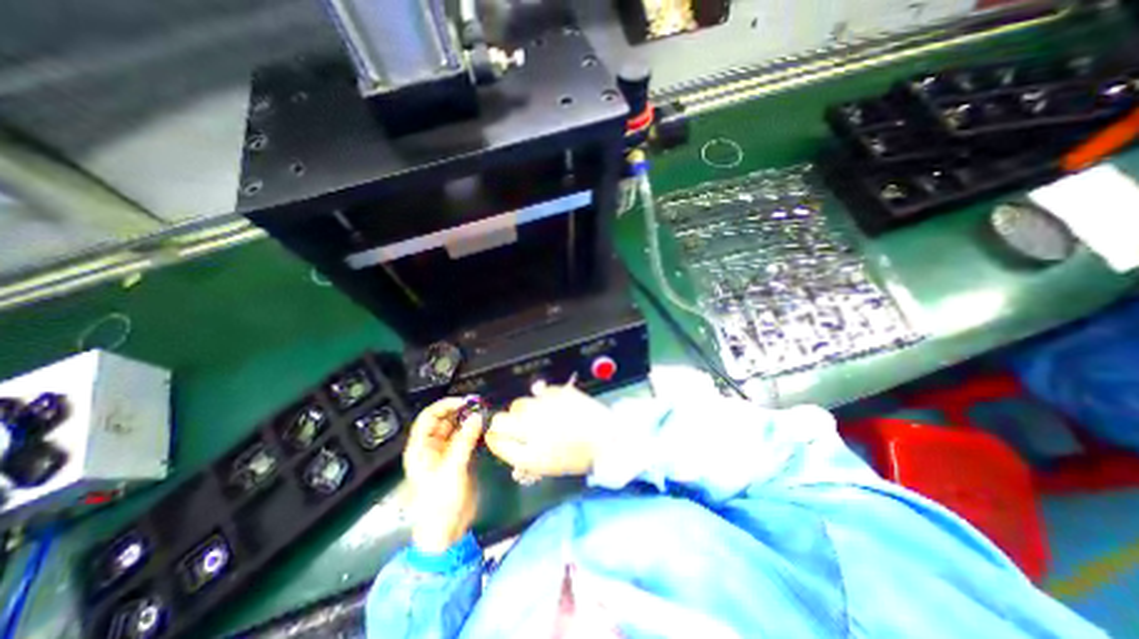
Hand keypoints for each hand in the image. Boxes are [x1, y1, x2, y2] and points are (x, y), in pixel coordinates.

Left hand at [402, 400, 481, 554]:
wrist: (447, 530)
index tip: (464, 402)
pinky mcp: (459, 458)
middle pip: (443, 421)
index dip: (444, 406)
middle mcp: (432, 447)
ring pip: (456, 428)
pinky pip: (466, 438)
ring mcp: (446, 452)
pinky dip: (474, 431)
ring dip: (468, 420)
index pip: (428, 418)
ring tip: (483, 413)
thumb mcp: (452, 469)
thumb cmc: (440, 501)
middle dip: (459, 411)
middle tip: (478, 405)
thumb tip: (477, 417)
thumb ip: (464, 441)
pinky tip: (484, 427)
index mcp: (421, 448)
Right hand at [488, 379, 618, 478]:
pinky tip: (551, 405)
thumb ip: (522, 457)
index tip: (497, 435)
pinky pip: (540, 391)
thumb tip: (505, 444)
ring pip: (519, 403)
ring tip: (536, 414)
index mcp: (529, 454)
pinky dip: (541, 398)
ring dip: (523, 410)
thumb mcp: (548, 466)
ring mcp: (544, 408)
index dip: (494, 436)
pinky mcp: (557, 393)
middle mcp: (531, 429)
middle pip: (501, 419)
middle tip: (516, 425)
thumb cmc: (578, 457)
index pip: (496, 440)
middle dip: (503, 422)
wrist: (607, 438)